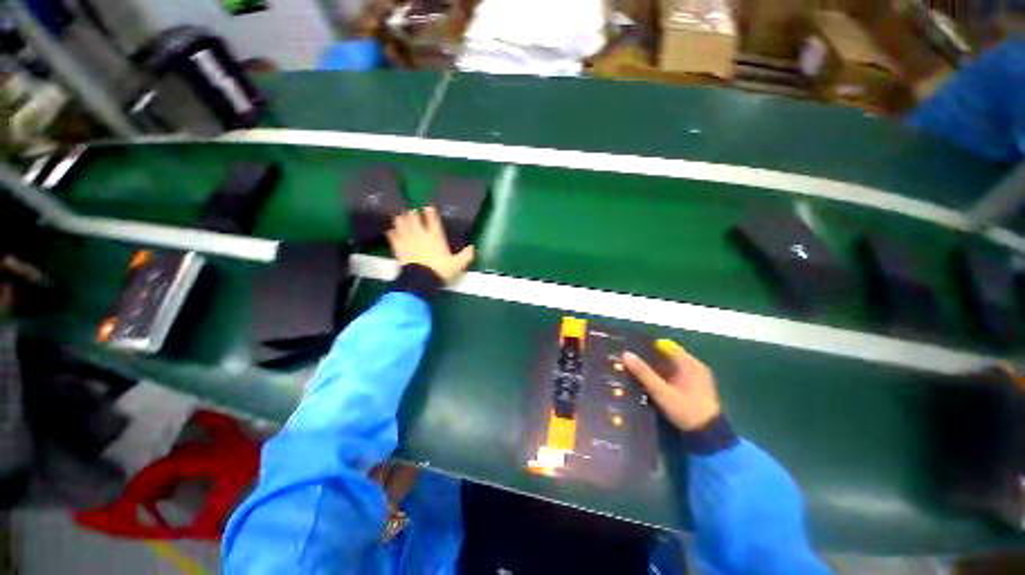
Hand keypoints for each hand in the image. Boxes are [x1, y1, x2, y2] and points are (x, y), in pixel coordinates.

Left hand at [386, 206, 474, 282]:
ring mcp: (408, 240)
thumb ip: (466, 255)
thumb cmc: (440, 270)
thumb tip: (473, 248)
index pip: (432, 219)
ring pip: (401, 223)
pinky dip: (392, 233)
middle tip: (413, 212)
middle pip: (414, 217)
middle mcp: (420, 234)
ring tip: (401, 218)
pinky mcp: (398, 247)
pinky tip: (391, 232)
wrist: (421, 280)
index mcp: (435, 237)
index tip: (428, 207)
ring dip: (401, 220)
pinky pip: (393, 236)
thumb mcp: (457, 265)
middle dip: (413, 213)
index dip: (430, 211)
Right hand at [623, 340, 720, 430]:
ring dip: (655, 369)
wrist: (709, 438)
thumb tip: (625, 354)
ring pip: (670, 367)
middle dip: (649, 358)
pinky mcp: (695, 388)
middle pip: (667, 356)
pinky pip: (675, 376)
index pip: (665, 346)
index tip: (631, 350)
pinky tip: (650, 383)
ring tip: (636, 371)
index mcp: (690, 363)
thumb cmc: (686, 410)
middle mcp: (695, 367)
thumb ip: (644, 373)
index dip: (648, 346)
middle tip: (630, 362)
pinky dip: (663, 377)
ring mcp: (696, 378)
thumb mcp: (662, 392)